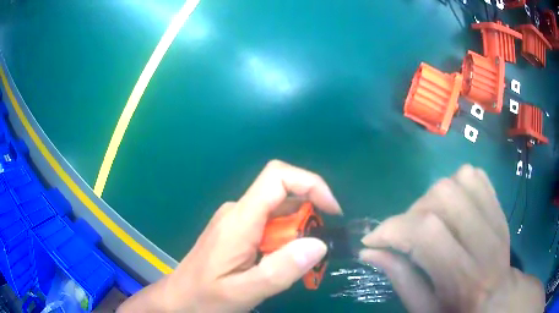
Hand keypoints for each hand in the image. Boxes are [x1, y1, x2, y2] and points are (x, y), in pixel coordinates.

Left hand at [118, 160, 341, 311]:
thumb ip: (281, 270)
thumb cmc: (205, 297)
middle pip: (283, 195)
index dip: (311, 184)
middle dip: (309, 218)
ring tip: (299, 264)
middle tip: (315, 253)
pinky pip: (269, 224)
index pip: (277, 177)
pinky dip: (286, 239)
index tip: (332, 211)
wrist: (178, 299)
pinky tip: (281, 263)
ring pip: (279, 211)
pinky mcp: (236, 230)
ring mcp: (235, 220)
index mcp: (239, 220)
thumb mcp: (244, 291)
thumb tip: (319, 244)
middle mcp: (237, 211)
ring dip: (298, 232)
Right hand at [359, 165, 543, 312]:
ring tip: (429, 218)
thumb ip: (400, 279)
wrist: (496, 298)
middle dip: (413, 211)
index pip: (427, 233)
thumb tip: (369, 251)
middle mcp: (484, 242)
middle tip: (406, 233)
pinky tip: (452, 205)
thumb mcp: (424, 309)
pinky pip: (477, 176)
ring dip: (434, 195)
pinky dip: (457, 183)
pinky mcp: (500, 207)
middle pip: (445, 196)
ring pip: (460, 179)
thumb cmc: (457, 310)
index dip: (393, 229)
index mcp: (463, 277)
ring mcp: (496, 218)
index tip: (373, 241)